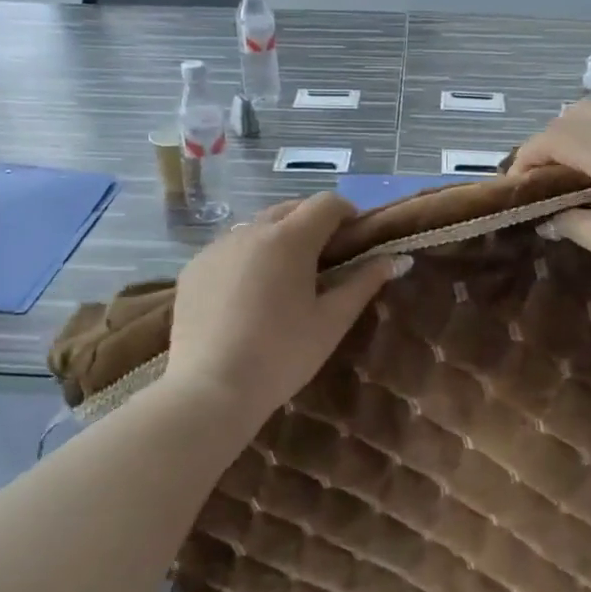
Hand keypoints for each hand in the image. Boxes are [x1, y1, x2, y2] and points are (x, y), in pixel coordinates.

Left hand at [164, 194, 407, 422]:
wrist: (210, 388)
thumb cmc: (282, 355)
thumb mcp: (332, 321)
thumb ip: (364, 283)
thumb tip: (396, 259)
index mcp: (289, 238)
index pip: (326, 203)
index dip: (347, 213)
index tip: (355, 238)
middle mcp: (251, 230)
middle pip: (290, 209)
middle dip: (312, 223)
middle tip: (324, 259)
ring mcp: (217, 247)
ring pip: (256, 227)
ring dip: (278, 238)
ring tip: (284, 277)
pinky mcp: (194, 267)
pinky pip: (228, 249)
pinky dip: (246, 258)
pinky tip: (247, 295)